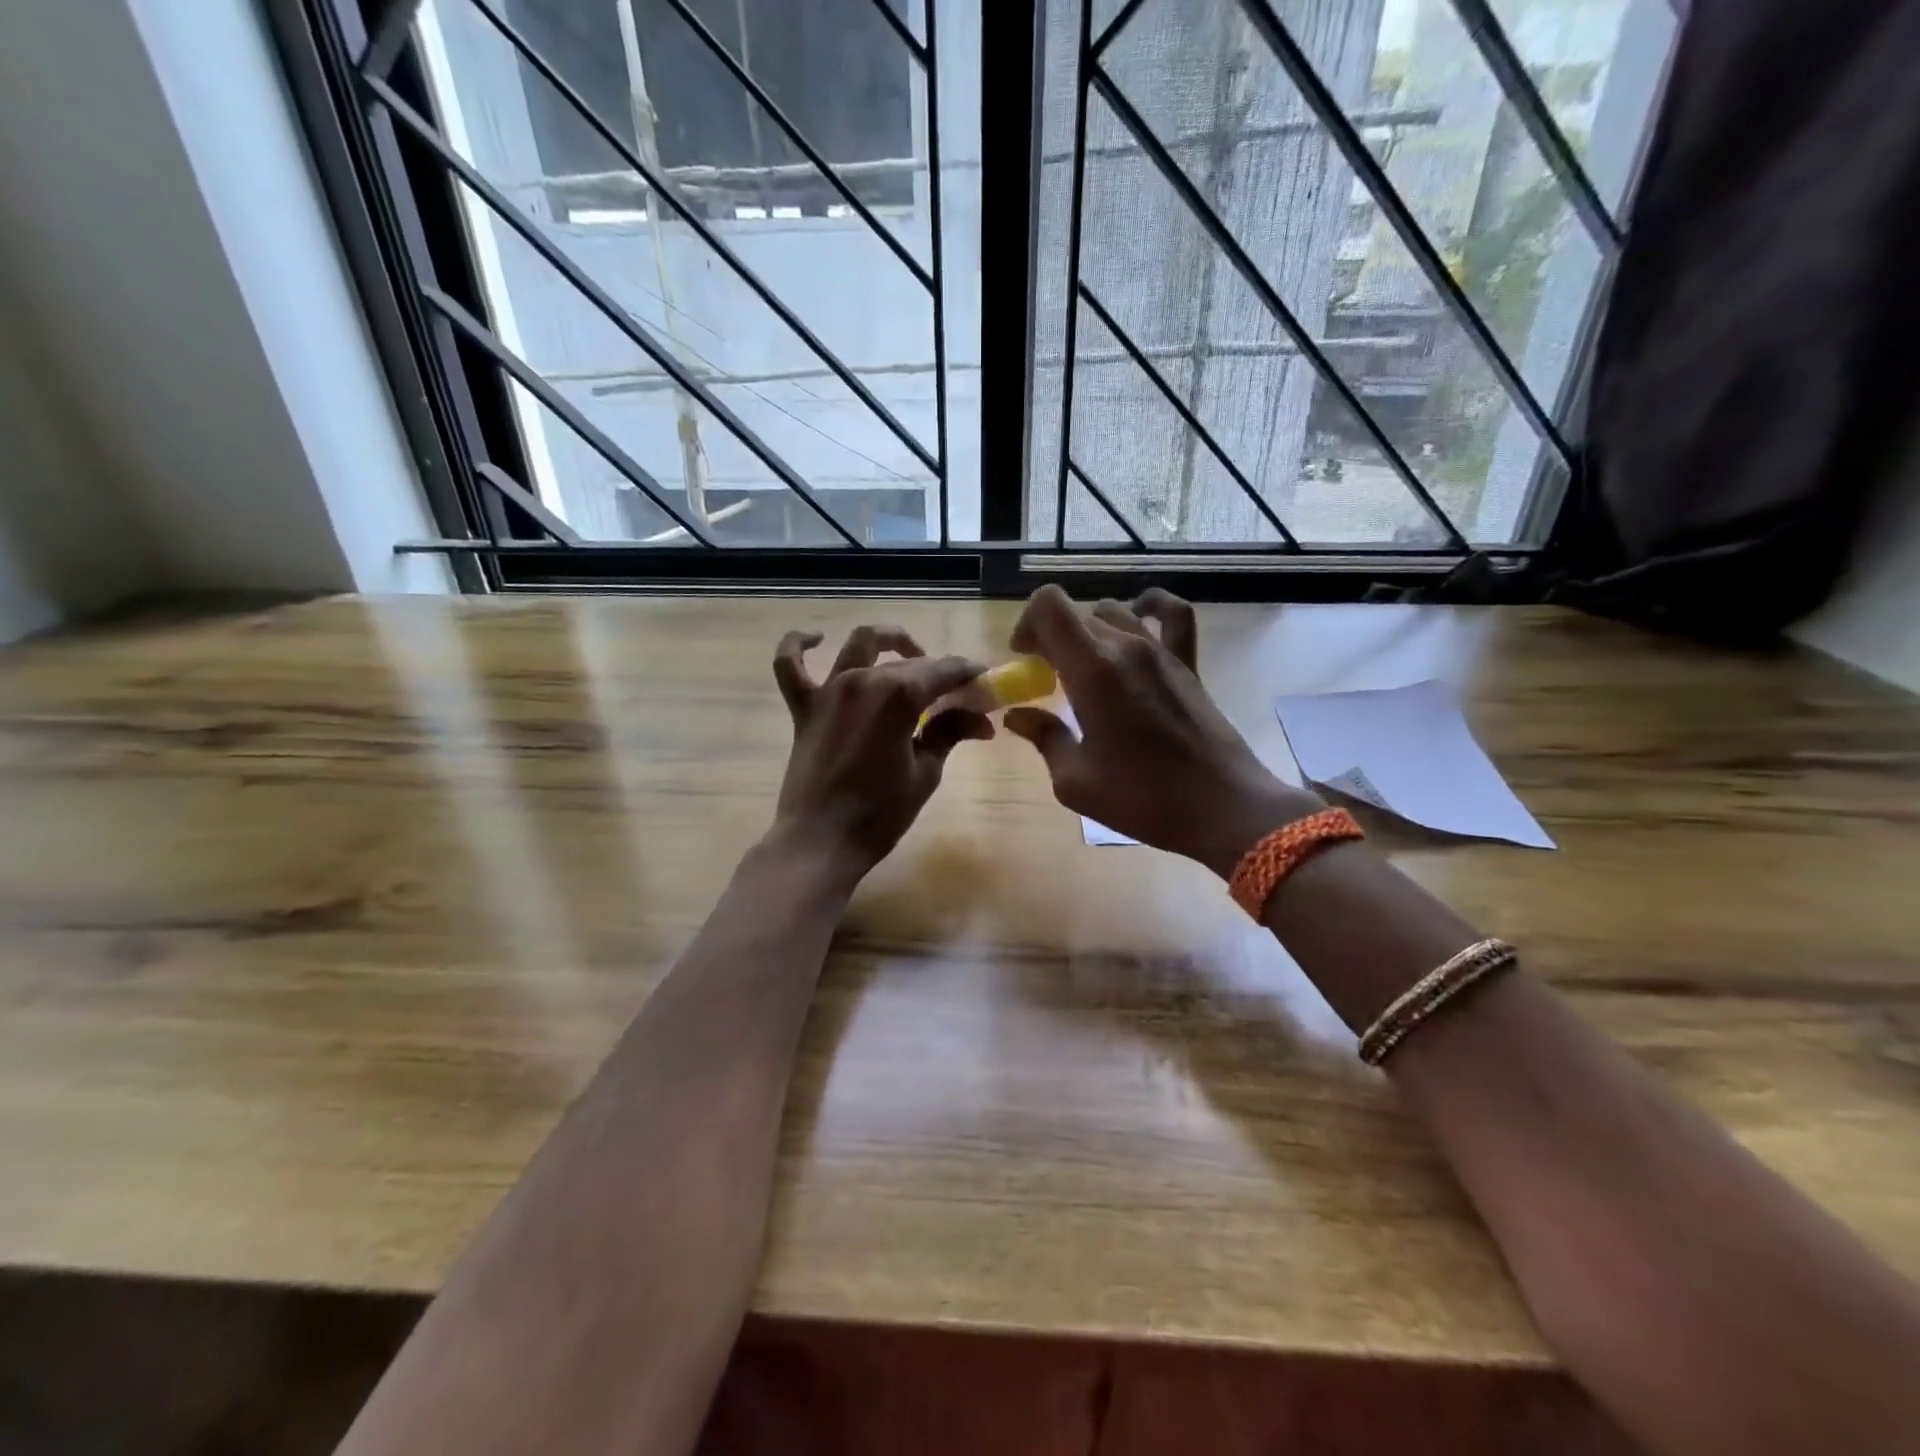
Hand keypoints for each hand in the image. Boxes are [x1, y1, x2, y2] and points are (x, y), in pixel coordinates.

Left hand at [769, 624, 990, 879]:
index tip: (986, 684)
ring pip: (860, 645)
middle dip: (940, 673)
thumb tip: (981, 720)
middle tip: (959, 697)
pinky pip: (790, 665)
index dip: (969, 675)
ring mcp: (829, 690)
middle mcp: (863, 680)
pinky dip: (799, 645)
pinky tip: (817, 638)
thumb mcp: (925, 773)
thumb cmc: (879, 814)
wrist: (821, 842)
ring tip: (910, 654)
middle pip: (910, 663)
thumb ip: (949, 734)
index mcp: (898, 695)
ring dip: (889, 641)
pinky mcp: (804, 708)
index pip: (944, 671)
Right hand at [1003, 586, 1320, 876]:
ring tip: (1083, 663)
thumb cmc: (1143, 799)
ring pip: (1113, 610)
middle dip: (1051, 636)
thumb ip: (1044, 738)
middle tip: (1046, 676)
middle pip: (1076, 613)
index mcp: (1092, 671)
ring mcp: (1162, 651)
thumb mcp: (1075, 781)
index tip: (1023, 659)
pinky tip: (1138, 621)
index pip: (1049, 607)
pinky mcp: (1188, 663)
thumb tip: (1018, 716)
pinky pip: (1172, 614)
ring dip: (1088, 629)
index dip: (1027, 623)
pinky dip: (1150, 607)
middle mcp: (1126, 647)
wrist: (1222, 807)